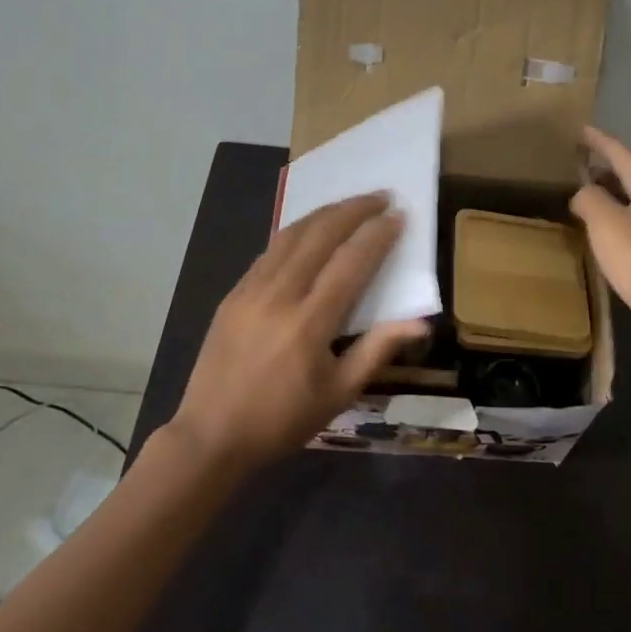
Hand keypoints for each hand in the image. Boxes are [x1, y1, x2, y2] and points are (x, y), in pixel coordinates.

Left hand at [167, 193, 428, 471]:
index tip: (398, 216)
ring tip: (350, 204)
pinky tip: (310, 231)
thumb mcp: (339, 393)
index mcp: (309, 323)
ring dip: (324, 214)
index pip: (351, 263)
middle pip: (320, 236)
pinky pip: (269, 251)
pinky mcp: (233, 294)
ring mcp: (251, 290)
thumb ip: (378, 350)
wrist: (210, 435)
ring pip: (291, 235)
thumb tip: (419, 323)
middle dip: (353, 209)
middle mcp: (279, 295)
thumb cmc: (282, 420)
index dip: (377, 235)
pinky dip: (296, 233)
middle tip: (380, 196)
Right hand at [571, 128, 630, 354]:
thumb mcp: (606, 224)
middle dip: (609, 166)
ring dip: (615, 193)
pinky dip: (622, 218)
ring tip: (590, 193)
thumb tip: (585, 193)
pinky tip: (609, 231)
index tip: (581, 130)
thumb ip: (590, 199)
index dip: (600, 142)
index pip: (624, 154)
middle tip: (582, 160)